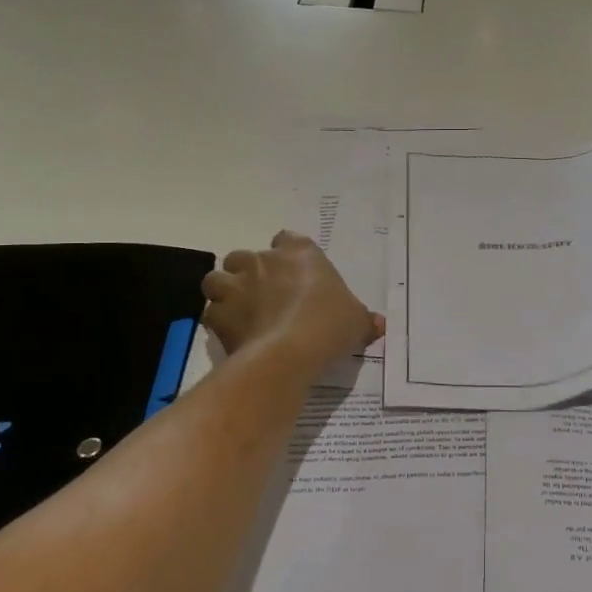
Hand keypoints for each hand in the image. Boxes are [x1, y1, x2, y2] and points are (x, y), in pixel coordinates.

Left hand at [200, 231, 384, 368]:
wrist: (291, 352)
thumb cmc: (329, 324)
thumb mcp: (357, 321)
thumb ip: (364, 320)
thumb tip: (378, 325)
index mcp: (300, 253)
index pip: (288, 239)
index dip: (287, 254)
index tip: (293, 273)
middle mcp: (264, 261)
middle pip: (245, 256)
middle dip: (249, 272)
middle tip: (264, 296)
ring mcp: (237, 285)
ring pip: (217, 278)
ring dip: (225, 291)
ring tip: (238, 310)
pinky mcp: (218, 313)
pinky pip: (212, 312)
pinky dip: (219, 322)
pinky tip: (233, 335)